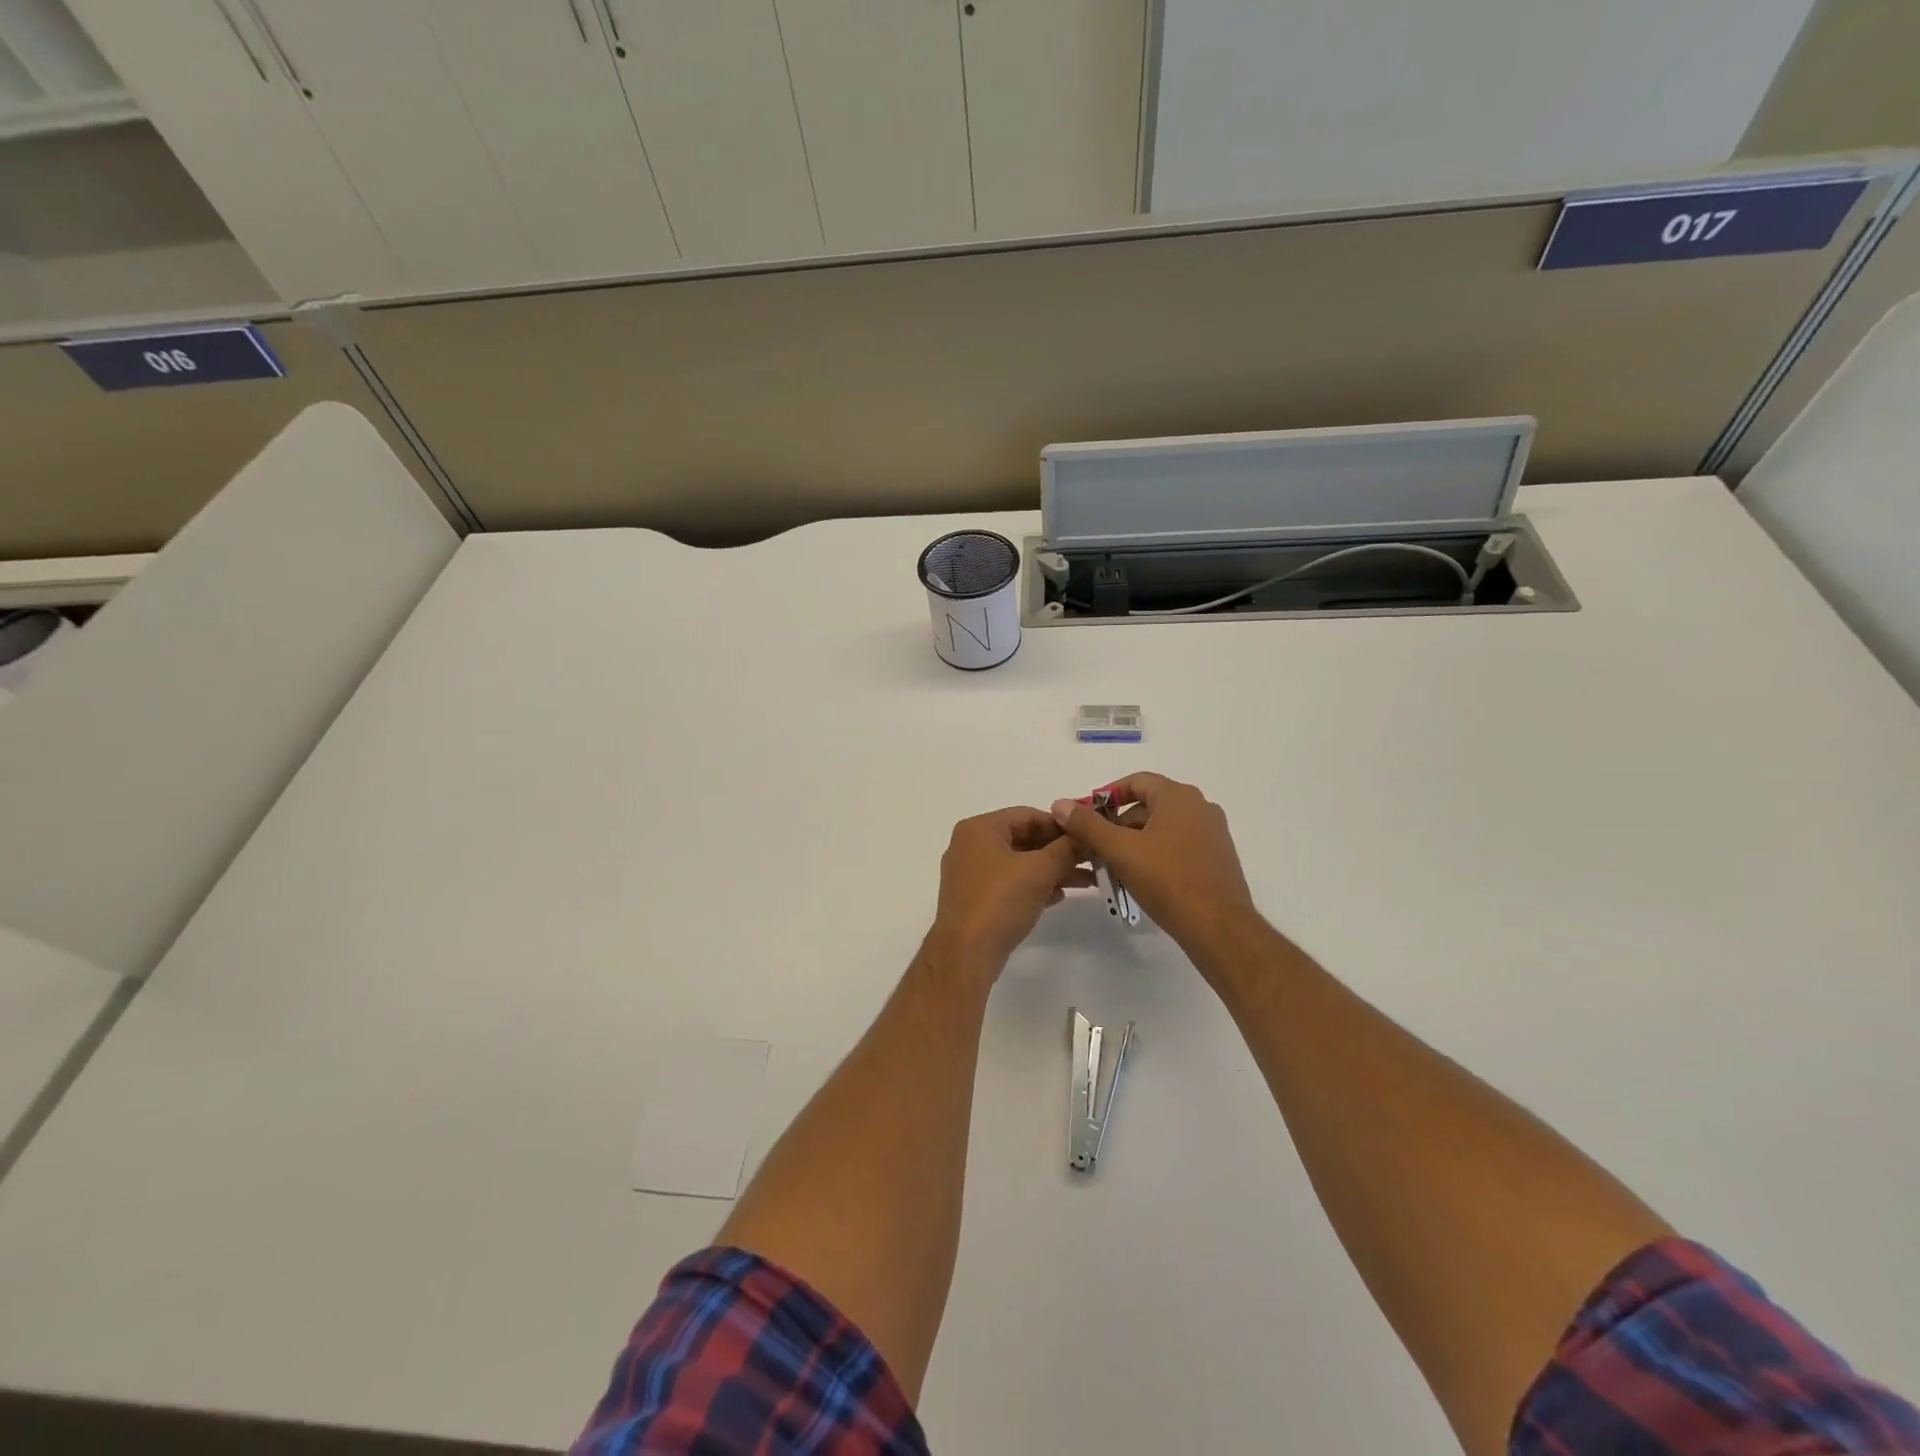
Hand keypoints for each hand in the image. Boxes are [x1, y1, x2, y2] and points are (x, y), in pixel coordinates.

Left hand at [925, 807, 1092, 978]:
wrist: (967, 953)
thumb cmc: (1000, 901)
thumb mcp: (1039, 870)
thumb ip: (1066, 849)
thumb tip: (1087, 835)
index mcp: (979, 829)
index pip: (1027, 815)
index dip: (1061, 825)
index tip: (1088, 835)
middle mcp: (971, 846)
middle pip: (1023, 838)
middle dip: (1059, 850)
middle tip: (1092, 858)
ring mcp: (971, 874)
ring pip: (1019, 863)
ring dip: (1052, 869)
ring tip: (1087, 879)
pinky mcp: (976, 899)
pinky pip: (1011, 883)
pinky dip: (1035, 885)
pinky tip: (1060, 895)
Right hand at [1050, 773, 1255, 952]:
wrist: (1218, 927)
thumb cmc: (1167, 880)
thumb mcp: (1120, 851)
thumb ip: (1088, 825)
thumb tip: (1060, 804)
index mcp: (1179, 797)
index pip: (1137, 781)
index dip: (1107, 795)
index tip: (1086, 815)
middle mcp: (1200, 807)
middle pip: (1149, 805)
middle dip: (1118, 823)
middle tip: (1095, 846)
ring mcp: (1212, 832)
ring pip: (1163, 827)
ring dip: (1135, 841)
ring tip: (1113, 865)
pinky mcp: (1217, 857)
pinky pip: (1179, 844)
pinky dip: (1156, 853)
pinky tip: (1140, 877)